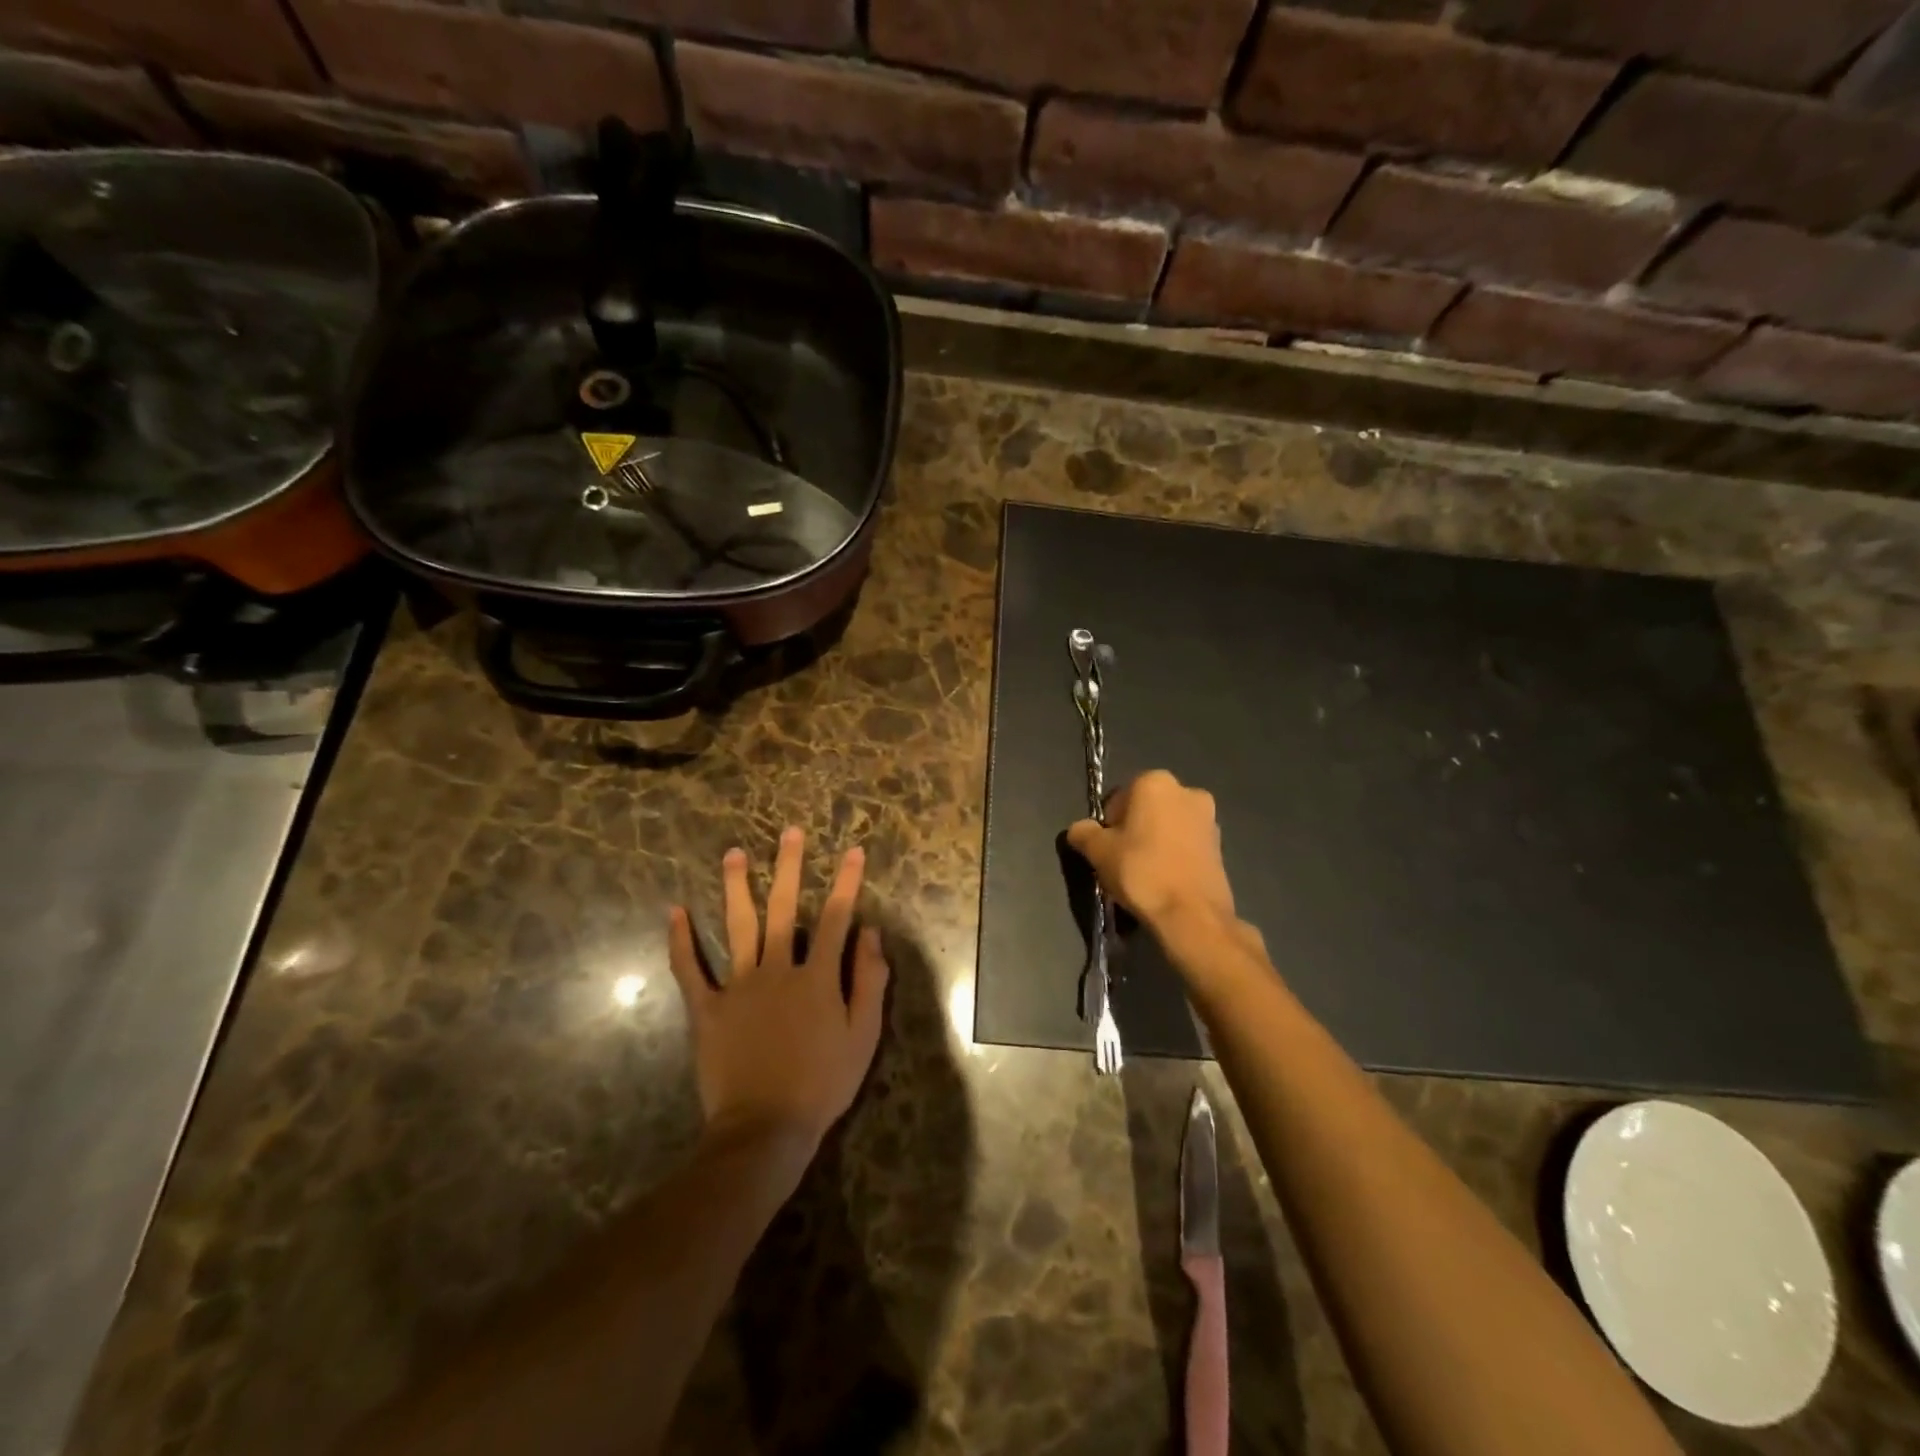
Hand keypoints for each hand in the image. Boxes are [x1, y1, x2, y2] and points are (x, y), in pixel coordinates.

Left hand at [667, 828, 889, 1161]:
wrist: (765, 1129)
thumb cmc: (822, 1084)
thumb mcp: (862, 1036)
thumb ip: (868, 981)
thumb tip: (870, 933)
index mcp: (816, 977)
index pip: (836, 919)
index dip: (847, 883)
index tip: (854, 851)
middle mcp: (777, 969)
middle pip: (784, 909)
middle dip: (789, 868)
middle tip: (789, 833)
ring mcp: (737, 987)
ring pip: (737, 926)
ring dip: (736, 887)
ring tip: (734, 853)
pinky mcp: (706, 1009)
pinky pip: (690, 970)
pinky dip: (680, 941)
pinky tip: (675, 911)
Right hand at [1067, 769, 1237, 935]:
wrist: (1192, 915)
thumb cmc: (1141, 872)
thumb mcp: (1098, 851)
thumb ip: (1083, 833)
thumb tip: (1080, 830)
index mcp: (1155, 782)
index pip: (1119, 797)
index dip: (1108, 824)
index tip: (1106, 849)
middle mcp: (1187, 791)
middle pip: (1146, 809)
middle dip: (1133, 830)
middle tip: (1122, 861)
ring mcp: (1209, 819)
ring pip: (1168, 827)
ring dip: (1154, 843)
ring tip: (1145, 875)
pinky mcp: (1221, 846)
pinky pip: (1186, 845)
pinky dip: (1173, 856)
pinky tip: (1165, 881)